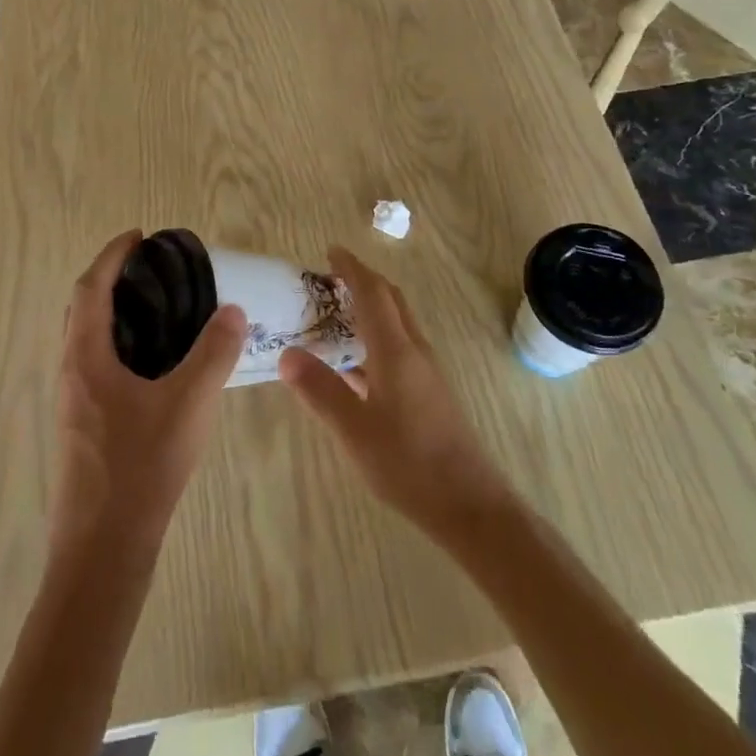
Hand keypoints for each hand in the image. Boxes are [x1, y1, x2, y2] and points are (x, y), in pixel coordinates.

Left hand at [51, 231, 246, 562]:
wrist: (103, 551)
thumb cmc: (141, 469)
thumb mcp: (188, 404)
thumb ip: (214, 353)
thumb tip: (232, 310)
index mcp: (85, 358)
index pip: (91, 288)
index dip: (113, 255)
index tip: (140, 236)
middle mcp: (70, 373)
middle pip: (82, 309)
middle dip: (110, 279)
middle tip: (152, 270)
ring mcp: (72, 402)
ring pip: (86, 339)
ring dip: (113, 313)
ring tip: (158, 309)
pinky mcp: (82, 426)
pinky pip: (94, 364)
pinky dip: (117, 343)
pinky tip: (154, 364)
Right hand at [279, 246, 514, 544]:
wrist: (468, 503)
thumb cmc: (408, 462)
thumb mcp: (354, 429)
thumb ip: (320, 390)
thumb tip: (287, 354)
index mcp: (396, 350)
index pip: (372, 293)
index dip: (351, 268)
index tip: (330, 251)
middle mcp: (414, 350)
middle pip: (390, 300)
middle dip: (362, 282)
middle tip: (329, 279)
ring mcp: (425, 372)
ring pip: (396, 324)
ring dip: (369, 310)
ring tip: (335, 316)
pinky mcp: (429, 392)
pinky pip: (398, 348)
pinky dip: (374, 339)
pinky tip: (354, 366)